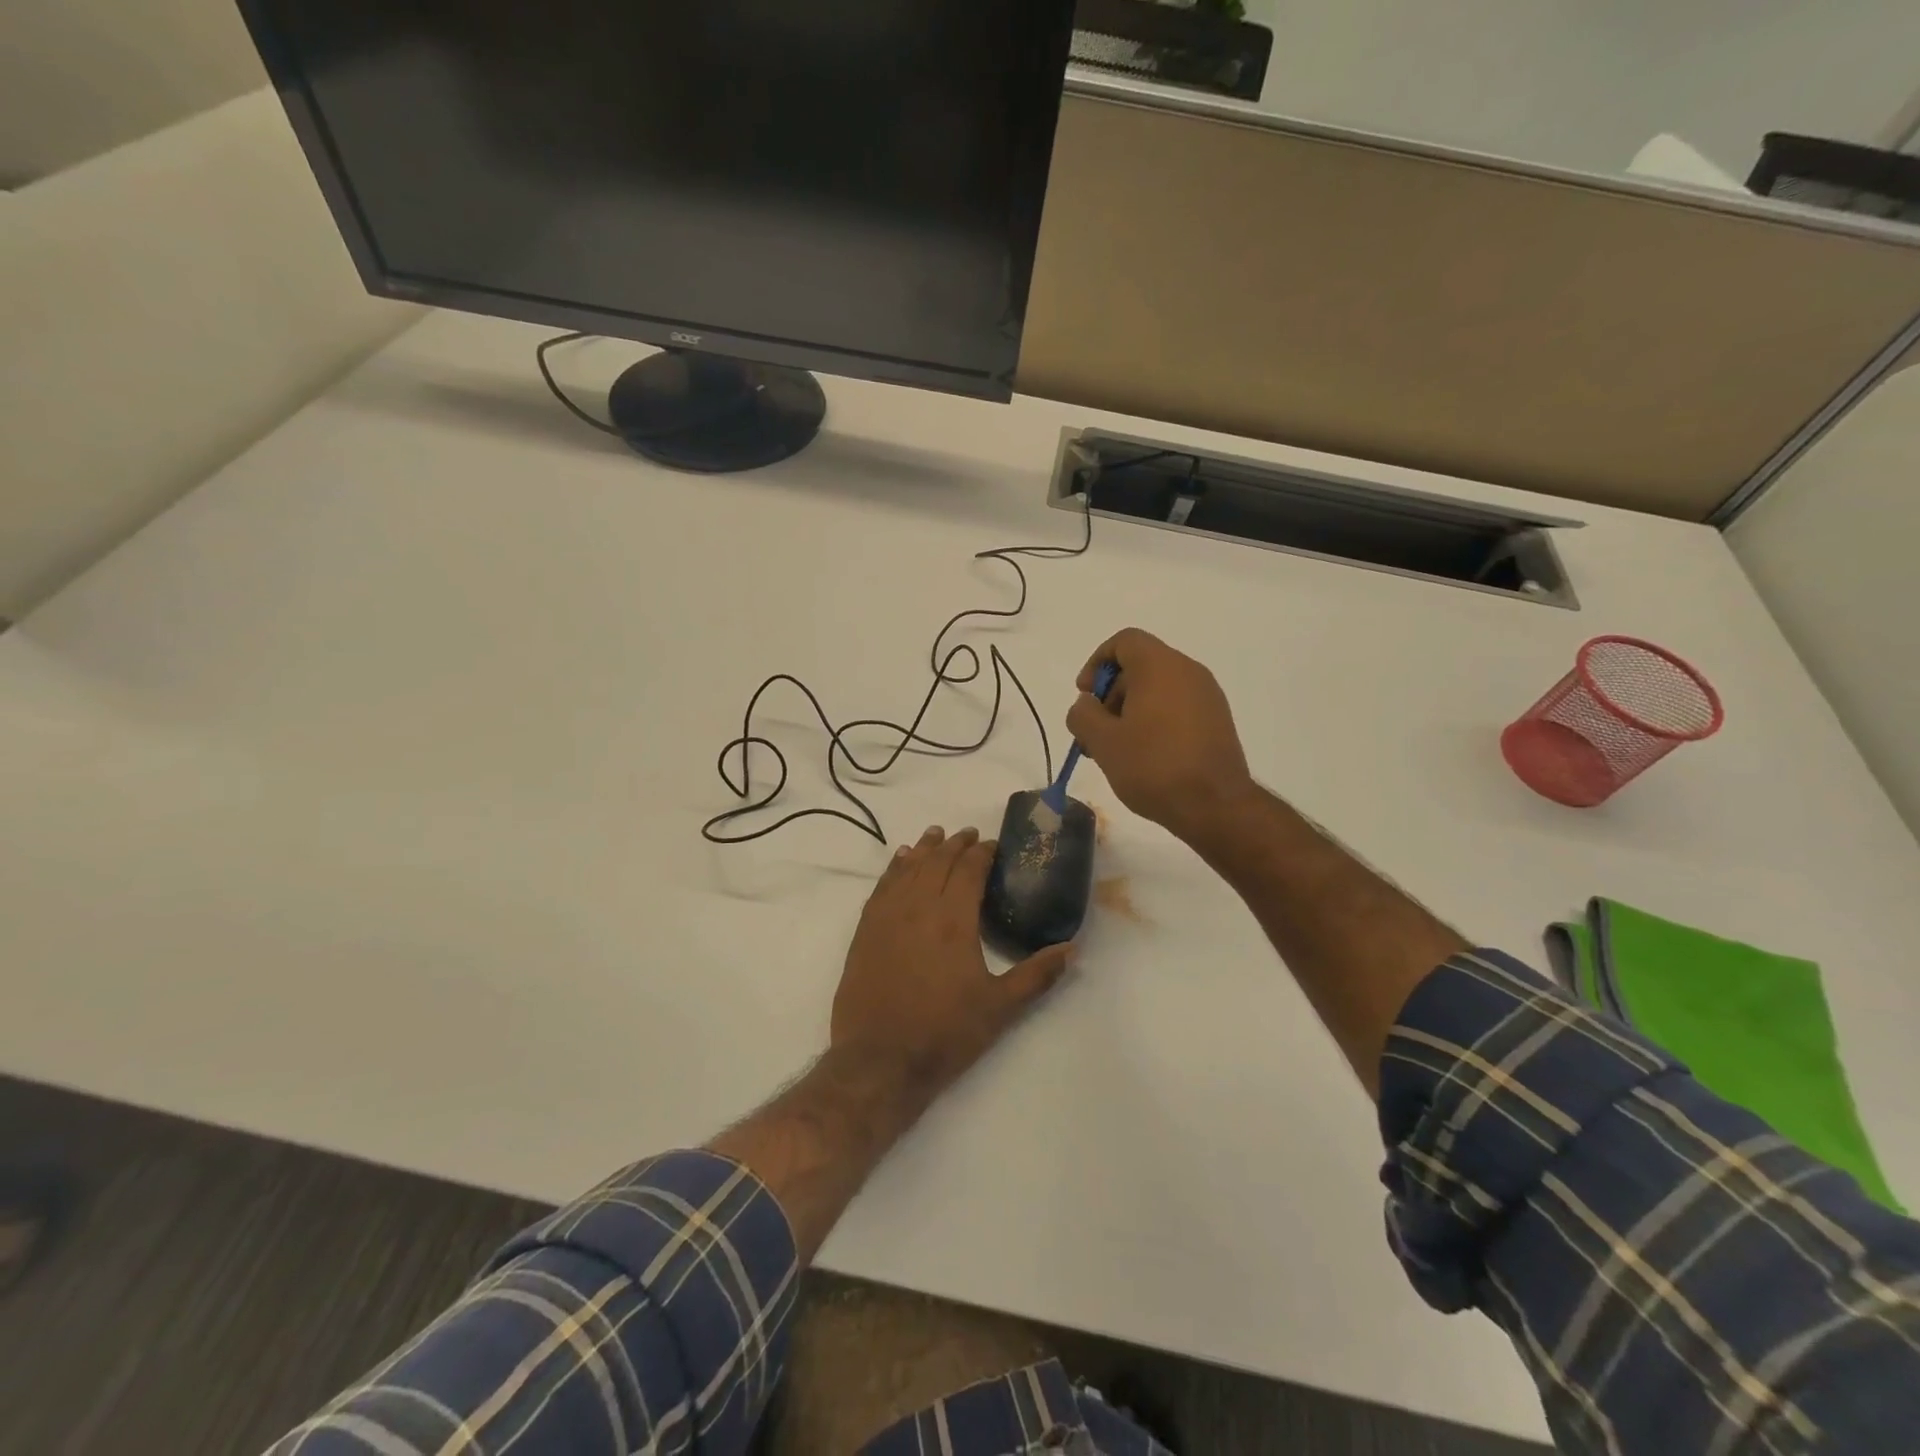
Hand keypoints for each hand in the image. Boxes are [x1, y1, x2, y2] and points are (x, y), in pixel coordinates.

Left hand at [831, 826, 1072, 1094]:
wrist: (879, 1060)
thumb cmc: (945, 1033)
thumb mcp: (1000, 1008)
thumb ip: (1037, 975)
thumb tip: (1073, 948)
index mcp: (954, 919)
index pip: (969, 870)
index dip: (982, 853)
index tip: (993, 845)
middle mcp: (919, 907)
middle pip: (938, 862)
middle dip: (956, 845)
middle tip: (969, 835)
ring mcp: (888, 916)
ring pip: (908, 868)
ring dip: (925, 848)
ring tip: (936, 834)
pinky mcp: (866, 930)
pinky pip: (882, 885)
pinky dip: (894, 867)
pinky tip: (900, 860)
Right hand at [1065, 627, 1253, 844]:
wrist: (1215, 805)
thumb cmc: (1153, 766)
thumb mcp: (1102, 742)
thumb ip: (1083, 714)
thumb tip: (1086, 704)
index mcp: (1160, 666)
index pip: (1124, 641)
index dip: (1097, 662)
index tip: (1085, 696)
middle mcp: (1188, 671)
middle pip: (1139, 666)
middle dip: (1110, 695)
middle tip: (1095, 733)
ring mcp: (1207, 696)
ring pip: (1158, 689)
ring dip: (1130, 711)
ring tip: (1115, 750)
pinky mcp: (1217, 720)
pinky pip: (1177, 706)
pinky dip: (1154, 720)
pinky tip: (1144, 757)